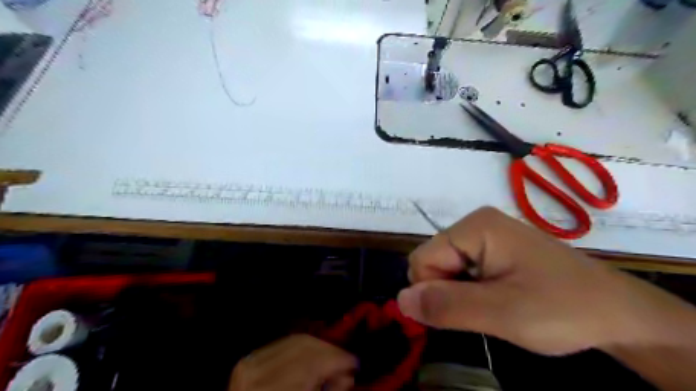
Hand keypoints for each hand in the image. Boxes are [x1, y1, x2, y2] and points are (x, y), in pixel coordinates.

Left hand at [231, 335, 354, 390]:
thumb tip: (346, 377)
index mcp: (267, 389)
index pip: (310, 363)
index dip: (336, 360)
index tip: (353, 363)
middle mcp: (255, 371)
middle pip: (304, 346)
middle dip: (330, 351)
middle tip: (347, 361)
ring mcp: (251, 362)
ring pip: (297, 339)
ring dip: (320, 346)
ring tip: (334, 358)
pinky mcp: (252, 358)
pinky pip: (286, 342)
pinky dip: (306, 346)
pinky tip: (316, 355)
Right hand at [396, 208, 695, 357]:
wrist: (618, 314)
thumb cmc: (563, 309)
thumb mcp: (502, 313)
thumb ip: (447, 305)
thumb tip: (400, 301)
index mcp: (475, 226)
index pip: (422, 259)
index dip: (433, 292)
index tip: (464, 313)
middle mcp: (475, 223)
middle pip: (432, 261)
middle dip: (447, 292)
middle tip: (483, 311)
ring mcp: (486, 235)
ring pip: (446, 268)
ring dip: (459, 294)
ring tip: (493, 307)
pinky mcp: (494, 249)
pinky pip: (462, 270)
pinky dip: (470, 291)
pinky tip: (497, 299)